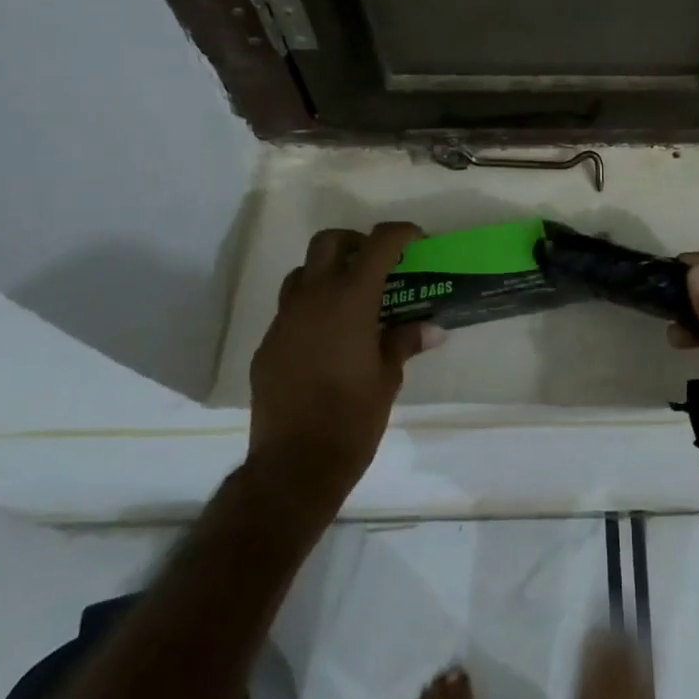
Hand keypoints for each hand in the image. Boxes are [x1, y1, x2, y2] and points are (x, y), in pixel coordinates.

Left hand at [248, 222, 437, 509]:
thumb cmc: (353, 418)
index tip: (415, 240)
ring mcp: (284, 321)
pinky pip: (289, 311)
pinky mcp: (267, 345)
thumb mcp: (388, 378)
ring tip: (349, 299)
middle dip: (355, 242)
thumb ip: (404, 342)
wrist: (294, 465)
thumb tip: (431, 329)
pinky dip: (310, 309)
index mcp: (350, 301)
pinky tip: (326, 340)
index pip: (377, 244)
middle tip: (376, 263)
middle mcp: (313, 299)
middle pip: (328, 242)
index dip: (400, 233)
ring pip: (302, 273)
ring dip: (327, 273)